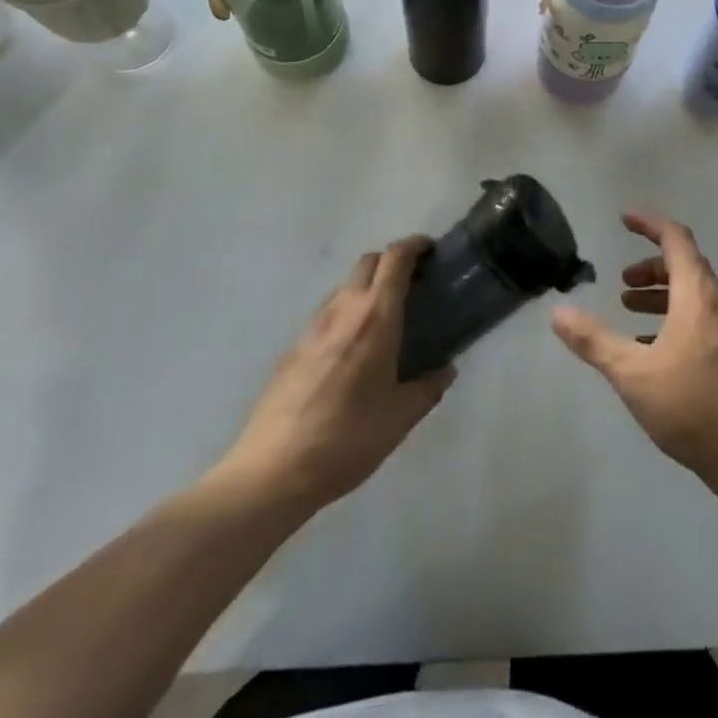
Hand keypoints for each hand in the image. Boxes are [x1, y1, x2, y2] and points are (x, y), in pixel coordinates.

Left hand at [215, 238, 453, 515]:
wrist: (271, 471)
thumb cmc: (346, 440)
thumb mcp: (399, 419)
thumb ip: (427, 389)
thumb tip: (445, 371)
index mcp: (375, 318)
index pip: (395, 259)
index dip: (414, 245)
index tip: (430, 250)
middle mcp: (343, 310)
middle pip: (368, 262)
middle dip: (391, 262)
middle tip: (411, 284)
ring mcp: (312, 327)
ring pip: (344, 287)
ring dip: (366, 288)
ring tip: (382, 319)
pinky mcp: (291, 348)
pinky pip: (326, 314)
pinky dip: (345, 313)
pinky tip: (350, 350)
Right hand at [551, 212, 717, 490]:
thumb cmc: (692, 405)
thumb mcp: (633, 373)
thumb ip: (595, 341)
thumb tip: (559, 312)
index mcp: (696, 295)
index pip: (676, 239)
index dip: (650, 223)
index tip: (624, 219)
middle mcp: (716, 304)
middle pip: (685, 265)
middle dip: (651, 265)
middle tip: (621, 281)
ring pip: (692, 294)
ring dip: (661, 293)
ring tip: (629, 308)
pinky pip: (699, 319)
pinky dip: (673, 317)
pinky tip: (652, 348)